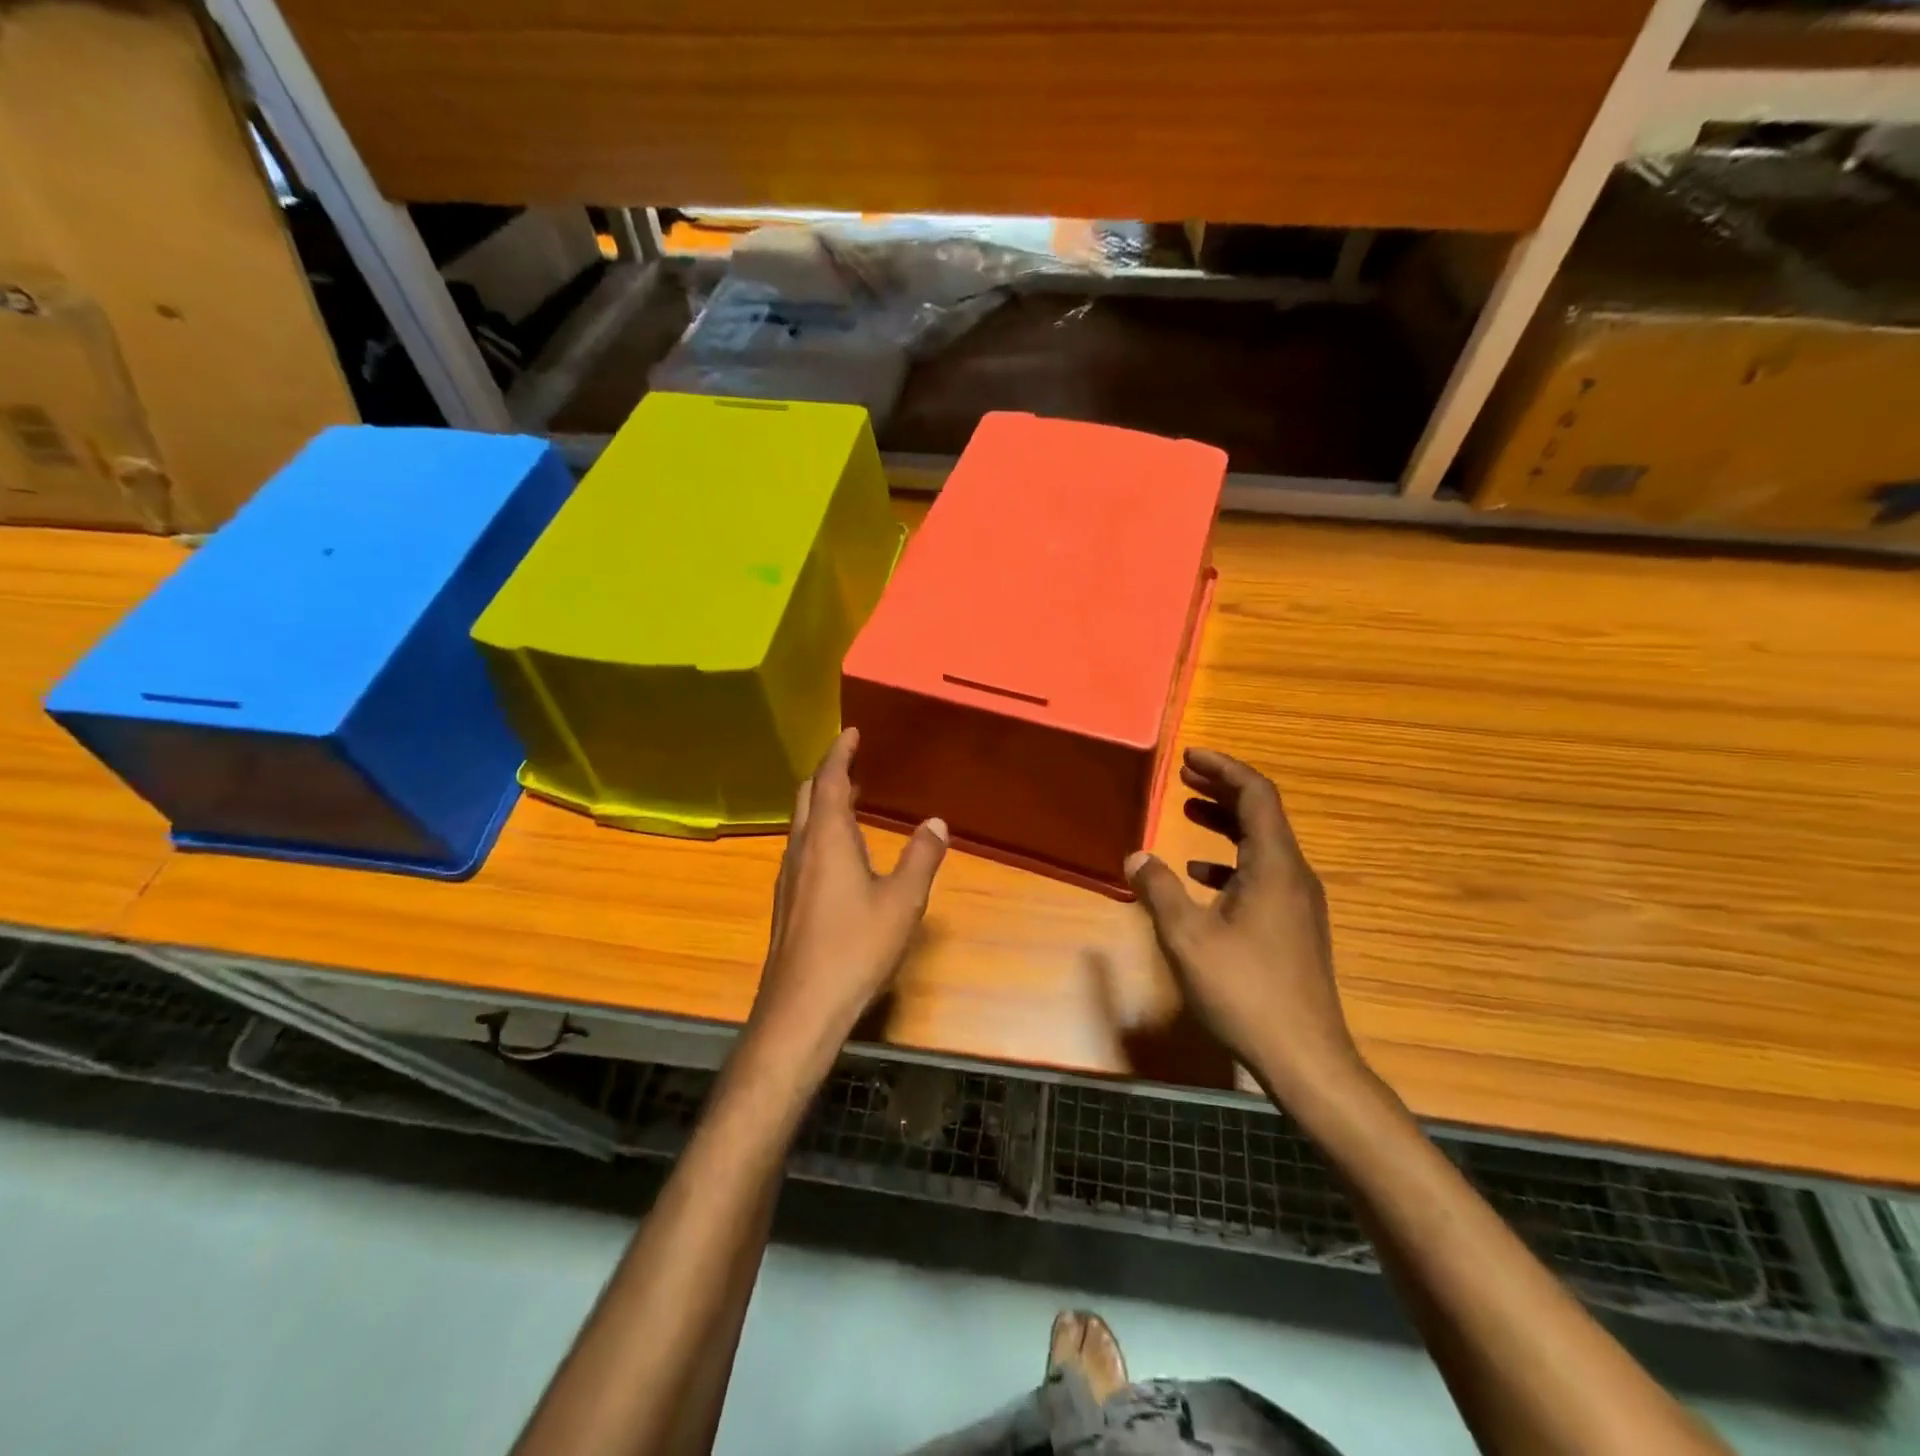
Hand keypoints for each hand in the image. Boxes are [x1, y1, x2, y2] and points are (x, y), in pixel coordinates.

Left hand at [744, 728, 947, 1081]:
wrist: (801, 1008)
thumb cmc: (855, 948)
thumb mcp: (902, 902)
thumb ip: (921, 858)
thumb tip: (935, 822)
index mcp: (827, 840)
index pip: (828, 780)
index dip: (839, 752)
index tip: (851, 732)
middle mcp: (801, 850)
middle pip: (806, 797)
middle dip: (826, 774)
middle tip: (852, 762)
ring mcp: (788, 878)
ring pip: (801, 825)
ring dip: (822, 805)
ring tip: (849, 801)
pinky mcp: (786, 904)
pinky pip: (802, 850)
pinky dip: (819, 833)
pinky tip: (839, 855)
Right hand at [1125, 748, 1363, 1103]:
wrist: (1305, 1057)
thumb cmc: (1245, 990)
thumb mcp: (1188, 937)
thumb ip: (1160, 889)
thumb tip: (1137, 855)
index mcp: (1274, 865)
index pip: (1256, 795)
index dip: (1224, 768)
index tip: (1190, 756)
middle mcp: (1293, 874)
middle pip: (1261, 814)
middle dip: (1222, 789)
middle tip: (1183, 776)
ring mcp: (1298, 902)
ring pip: (1261, 844)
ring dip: (1224, 823)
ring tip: (1186, 811)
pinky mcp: (1293, 926)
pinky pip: (1261, 874)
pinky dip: (1230, 862)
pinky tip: (1200, 875)